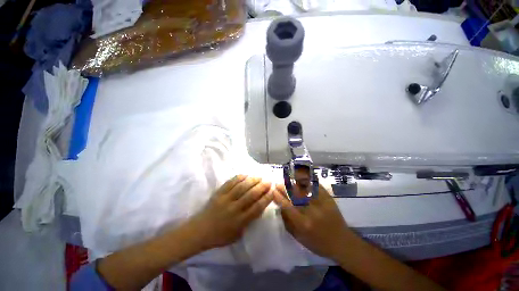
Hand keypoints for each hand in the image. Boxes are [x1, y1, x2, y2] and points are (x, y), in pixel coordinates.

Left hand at [189, 175, 273, 249]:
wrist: (199, 231)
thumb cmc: (220, 236)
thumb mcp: (238, 234)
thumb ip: (249, 221)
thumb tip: (259, 208)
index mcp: (240, 221)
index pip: (257, 207)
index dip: (266, 198)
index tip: (272, 191)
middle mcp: (234, 209)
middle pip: (251, 195)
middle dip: (261, 187)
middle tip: (268, 181)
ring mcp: (226, 199)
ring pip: (242, 187)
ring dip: (252, 181)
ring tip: (259, 177)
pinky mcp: (219, 193)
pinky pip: (230, 183)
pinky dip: (239, 178)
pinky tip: (245, 175)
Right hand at [273, 183, 350, 259]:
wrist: (342, 243)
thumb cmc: (318, 243)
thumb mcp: (300, 238)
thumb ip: (288, 223)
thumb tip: (280, 207)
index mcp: (303, 224)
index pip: (287, 206)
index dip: (278, 197)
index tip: (273, 191)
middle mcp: (311, 212)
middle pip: (294, 196)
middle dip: (284, 188)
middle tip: (278, 184)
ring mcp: (321, 204)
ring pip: (304, 189)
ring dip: (293, 183)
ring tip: (287, 179)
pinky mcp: (329, 199)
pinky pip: (316, 187)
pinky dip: (308, 181)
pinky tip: (301, 178)